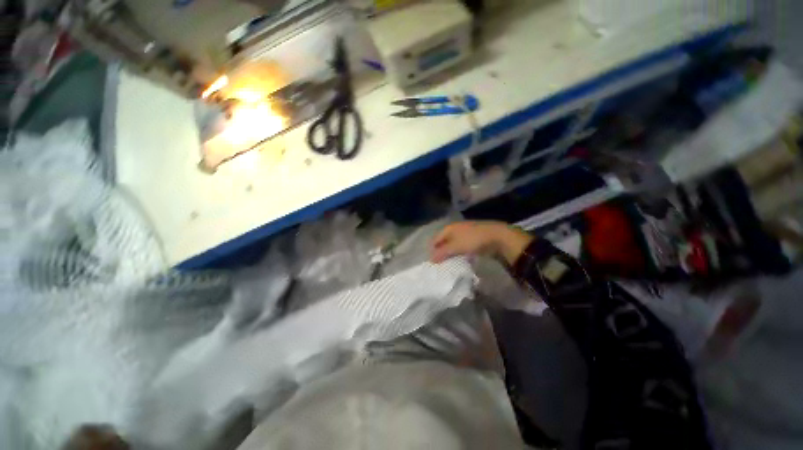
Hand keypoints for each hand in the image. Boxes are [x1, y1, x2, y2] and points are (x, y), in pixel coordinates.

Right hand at [430, 221, 533, 264]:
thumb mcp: (455, 247)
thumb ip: (442, 253)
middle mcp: (455, 229)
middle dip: (442, 253)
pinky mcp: (474, 239)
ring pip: (453, 245)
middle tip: (441, 265)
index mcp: (449, 228)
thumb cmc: (473, 240)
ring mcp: (465, 233)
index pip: (435, 239)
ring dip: (451, 254)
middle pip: (444, 242)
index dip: (433, 250)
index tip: (433, 263)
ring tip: (451, 264)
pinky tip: (462, 260)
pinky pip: (463, 247)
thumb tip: (431, 260)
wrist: (498, 236)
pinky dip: (460, 254)